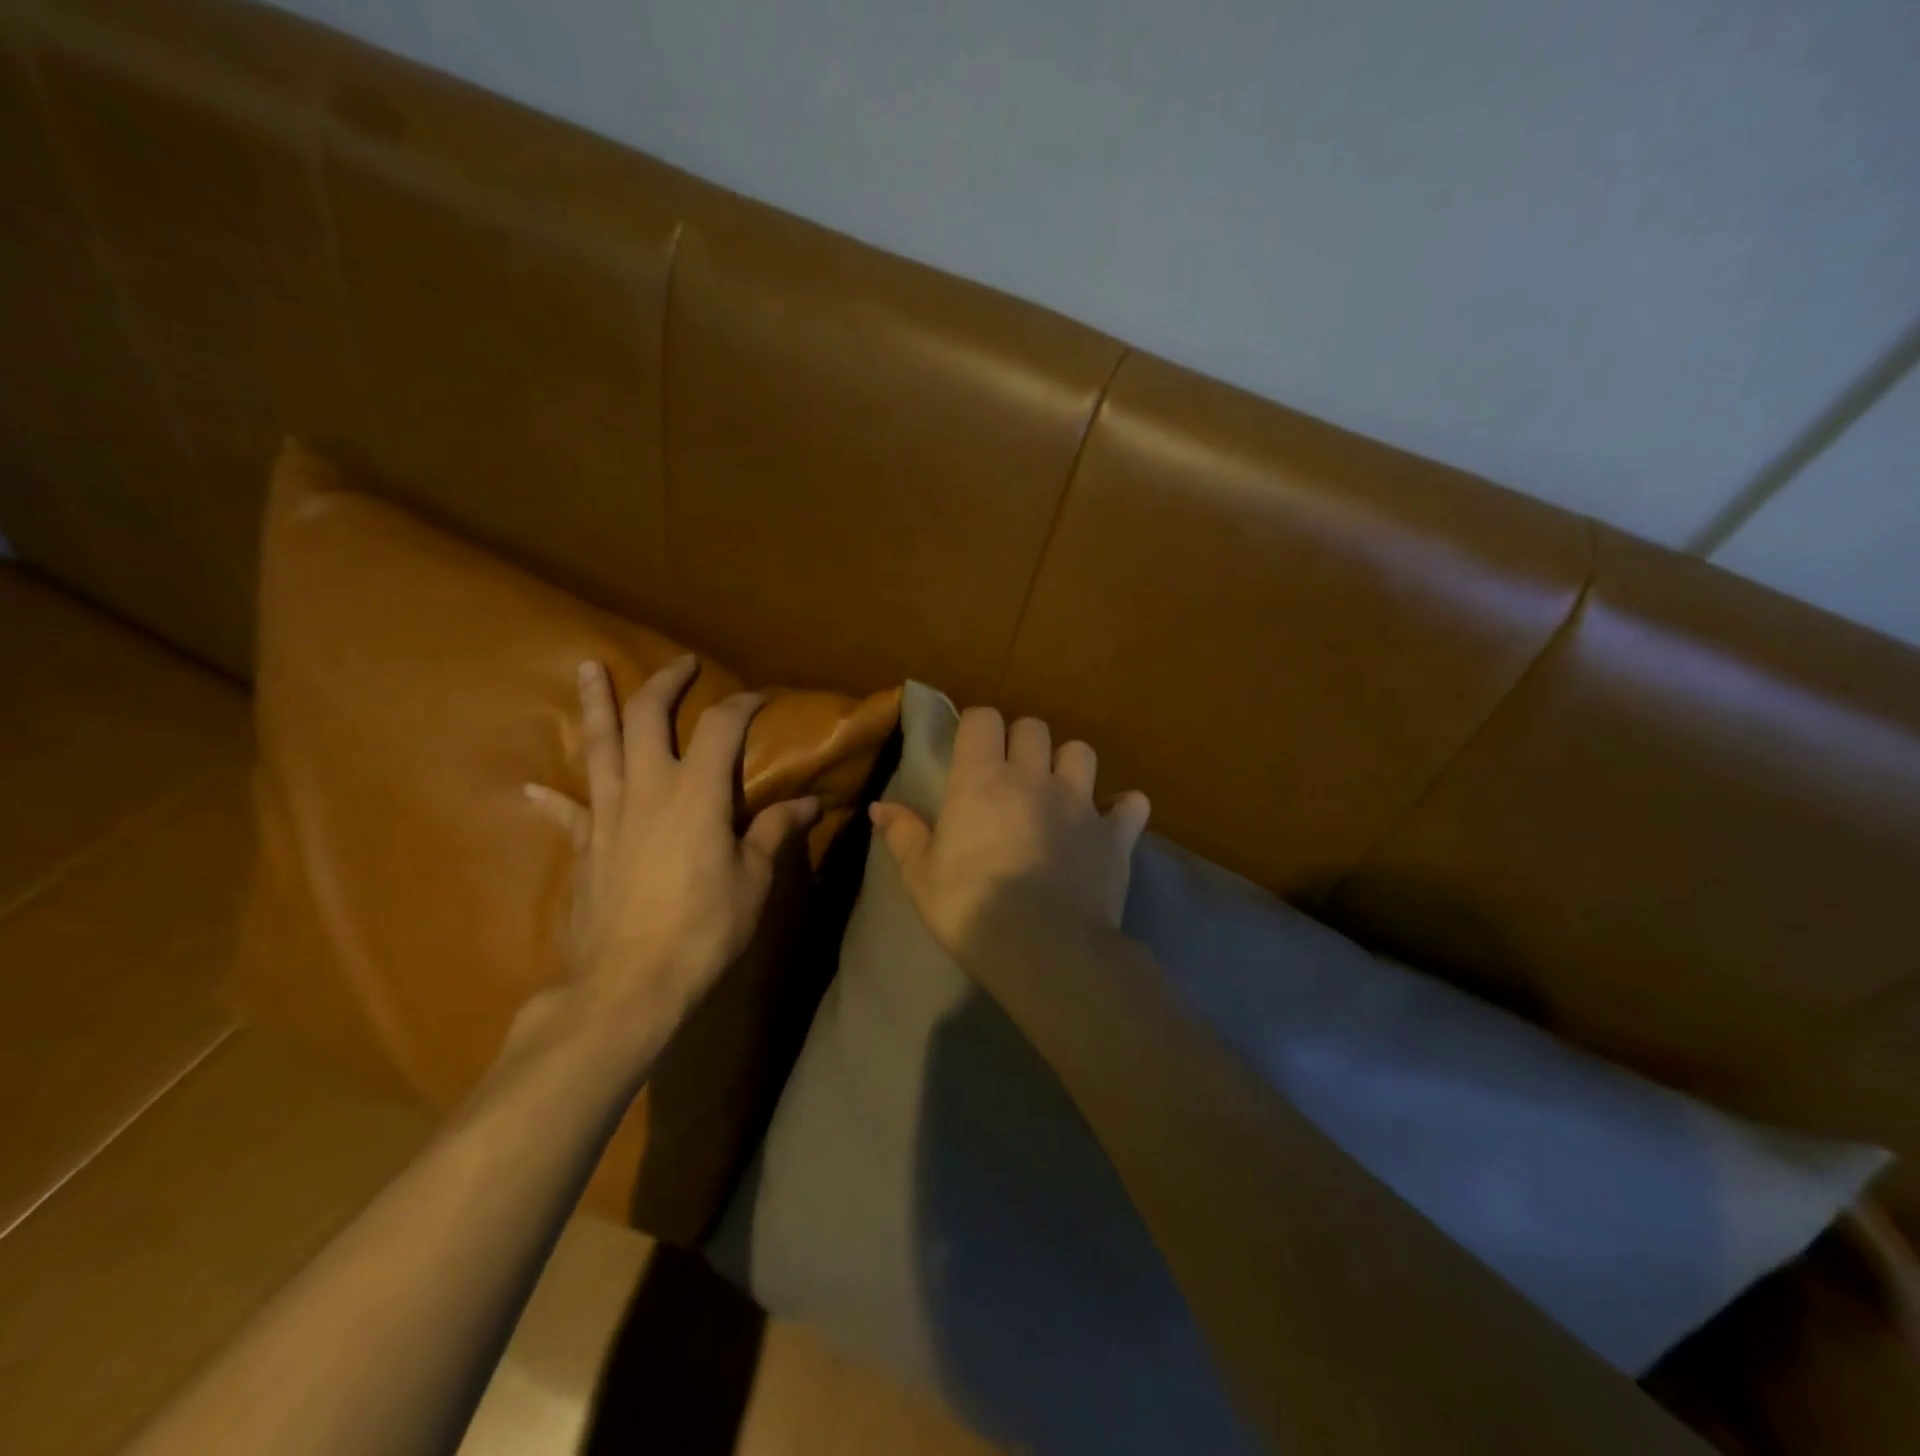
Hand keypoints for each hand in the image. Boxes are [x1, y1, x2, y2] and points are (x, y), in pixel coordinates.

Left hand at [524, 657, 819, 1053]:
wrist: (629, 983)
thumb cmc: (704, 928)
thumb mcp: (753, 880)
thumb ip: (775, 832)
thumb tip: (808, 803)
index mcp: (696, 793)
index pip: (720, 727)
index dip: (742, 704)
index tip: (759, 697)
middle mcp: (647, 789)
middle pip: (646, 718)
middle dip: (664, 684)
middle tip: (680, 664)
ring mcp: (608, 815)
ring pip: (598, 746)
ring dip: (596, 704)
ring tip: (588, 668)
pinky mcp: (585, 846)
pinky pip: (569, 812)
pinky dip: (553, 798)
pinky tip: (533, 788)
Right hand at [869, 707, 1149, 975]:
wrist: (1043, 948)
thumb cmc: (970, 908)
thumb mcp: (921, 877)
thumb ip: (903, 834)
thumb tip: (880, 806)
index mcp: (982, 780)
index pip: (983, 719)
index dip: (977, 727)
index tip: (971, 750)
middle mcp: (1034, 778)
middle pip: (1034, 727)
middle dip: (1022, 741)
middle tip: (1012, 773)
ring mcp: (1080, 803)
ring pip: (1082, 752)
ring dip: (1070, 764)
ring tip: (1060, 791)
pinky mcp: (1115, 835)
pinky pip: (1132, 805)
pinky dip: (1123, 809)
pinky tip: (1111, 824)